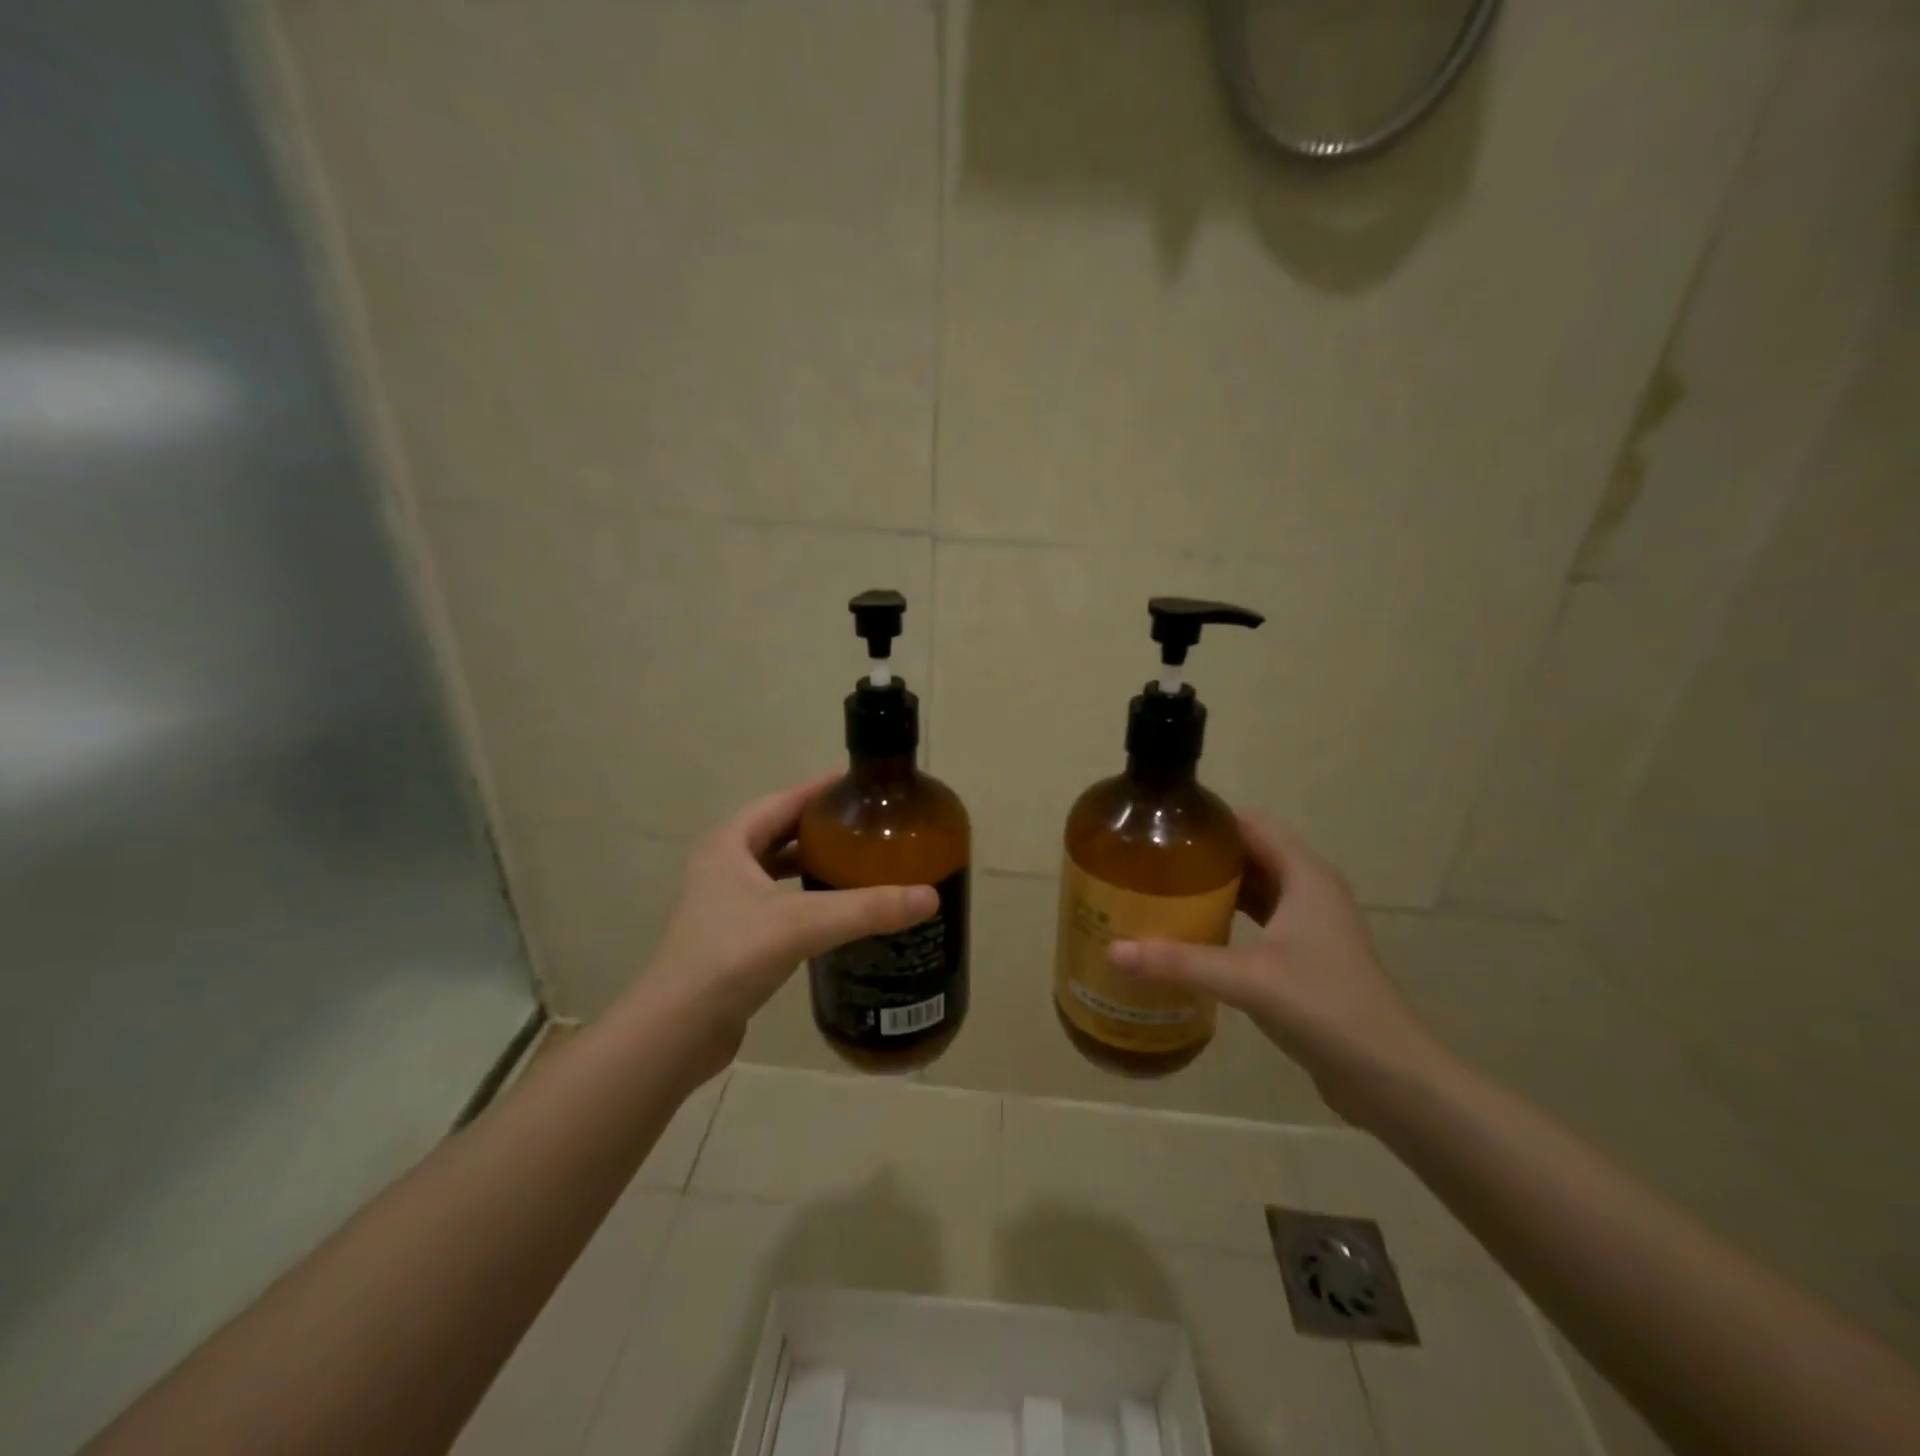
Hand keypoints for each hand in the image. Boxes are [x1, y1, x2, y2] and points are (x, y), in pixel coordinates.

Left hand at [633, 776, 937, 1058]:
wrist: (677, 1031)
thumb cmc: (731, 957)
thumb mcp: (802, 924)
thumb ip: (865, 908)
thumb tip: (929, 897)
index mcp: (729, 845)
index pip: (781, 801)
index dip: (820, 790)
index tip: (861, 786)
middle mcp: (722, 866)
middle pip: (778, 832)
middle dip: (820, 827)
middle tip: (868, 827)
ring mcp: (723, 903)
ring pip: (775, 869)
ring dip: (811, 862)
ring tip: (857, 863)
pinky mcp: (731, 936)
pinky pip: (775, 901)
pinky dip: (804, 896)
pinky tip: (833, 911)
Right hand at [1107, 815, 1442, 1123]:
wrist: (1390, 1077)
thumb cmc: (1325, 1008)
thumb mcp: (1247, 980)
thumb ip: (1180, 962)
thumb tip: (1113, 950)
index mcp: (1306, 877)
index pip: (1253, 825)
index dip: (1211, 821)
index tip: (1162, 827)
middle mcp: (1311, 892)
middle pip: (1252, 854)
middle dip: (1206, 856)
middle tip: (1152, 862)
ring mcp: (1311, 926)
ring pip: (1256, 890)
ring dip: (1217, 888)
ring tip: (1164, 892)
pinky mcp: (1307, 958)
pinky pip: (1260, 922)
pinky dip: (1230, 919)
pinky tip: (1195, 934)